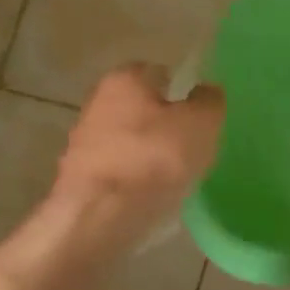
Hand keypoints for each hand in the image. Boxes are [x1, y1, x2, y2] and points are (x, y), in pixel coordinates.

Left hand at [50, 63, 224, 235]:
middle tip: (193, 144)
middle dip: (165, 122)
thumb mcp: (202, 123)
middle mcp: (97, 103)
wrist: (101, 217)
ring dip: (150, 153)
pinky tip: (154, 196)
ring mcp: (83, 142)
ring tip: (177, 175)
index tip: (200, 113)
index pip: (160, 72)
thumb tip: (206, 92)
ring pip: (130, 140)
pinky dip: (136, 179)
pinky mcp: (80, 179)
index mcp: (124, 79)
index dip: (183, 89)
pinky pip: (120, 171)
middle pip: (142, 107)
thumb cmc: (155, 158)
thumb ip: (210, 101)